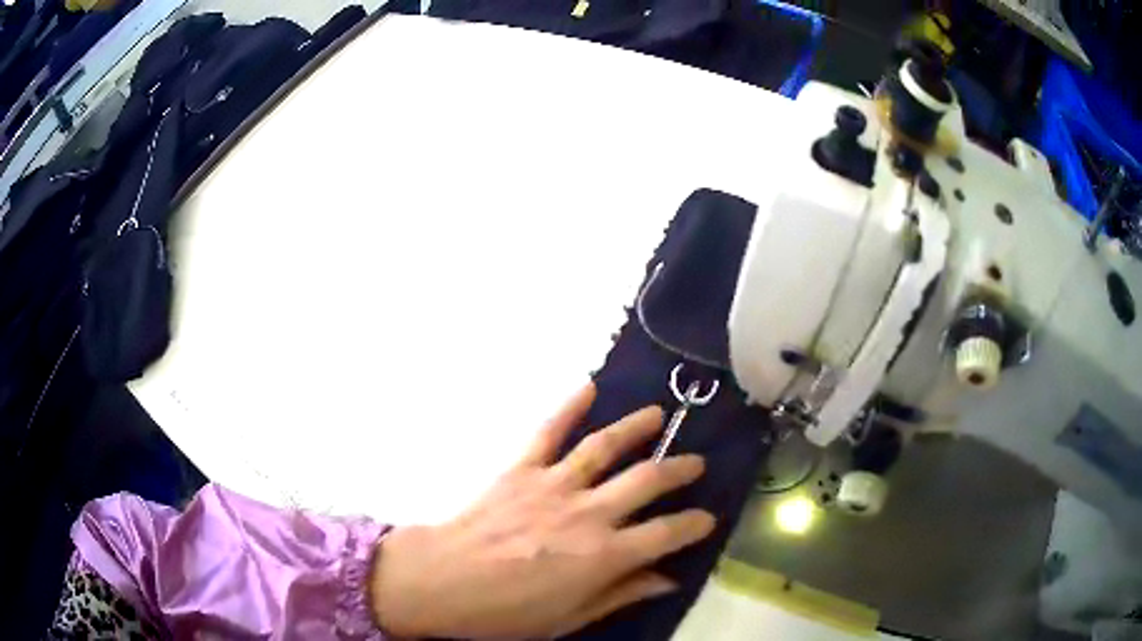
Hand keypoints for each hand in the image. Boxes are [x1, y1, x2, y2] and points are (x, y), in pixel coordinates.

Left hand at [369, 383, 714, 638]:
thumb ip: (621, 594)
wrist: (441, 582)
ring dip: (636, 428)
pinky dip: (568, 406)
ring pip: (604, 447)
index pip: (667, 533)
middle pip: (647, 481)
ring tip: (658, 414)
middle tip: (696, 462)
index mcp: (604, 555)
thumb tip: (668, 580)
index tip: (707, 519)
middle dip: (679, 469)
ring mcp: (553, 485)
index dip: (693, 525)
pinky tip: (589, 386)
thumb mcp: (569, 618)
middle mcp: (587, 513)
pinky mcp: (521, 469)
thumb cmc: (507, 612)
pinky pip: (548, 431)